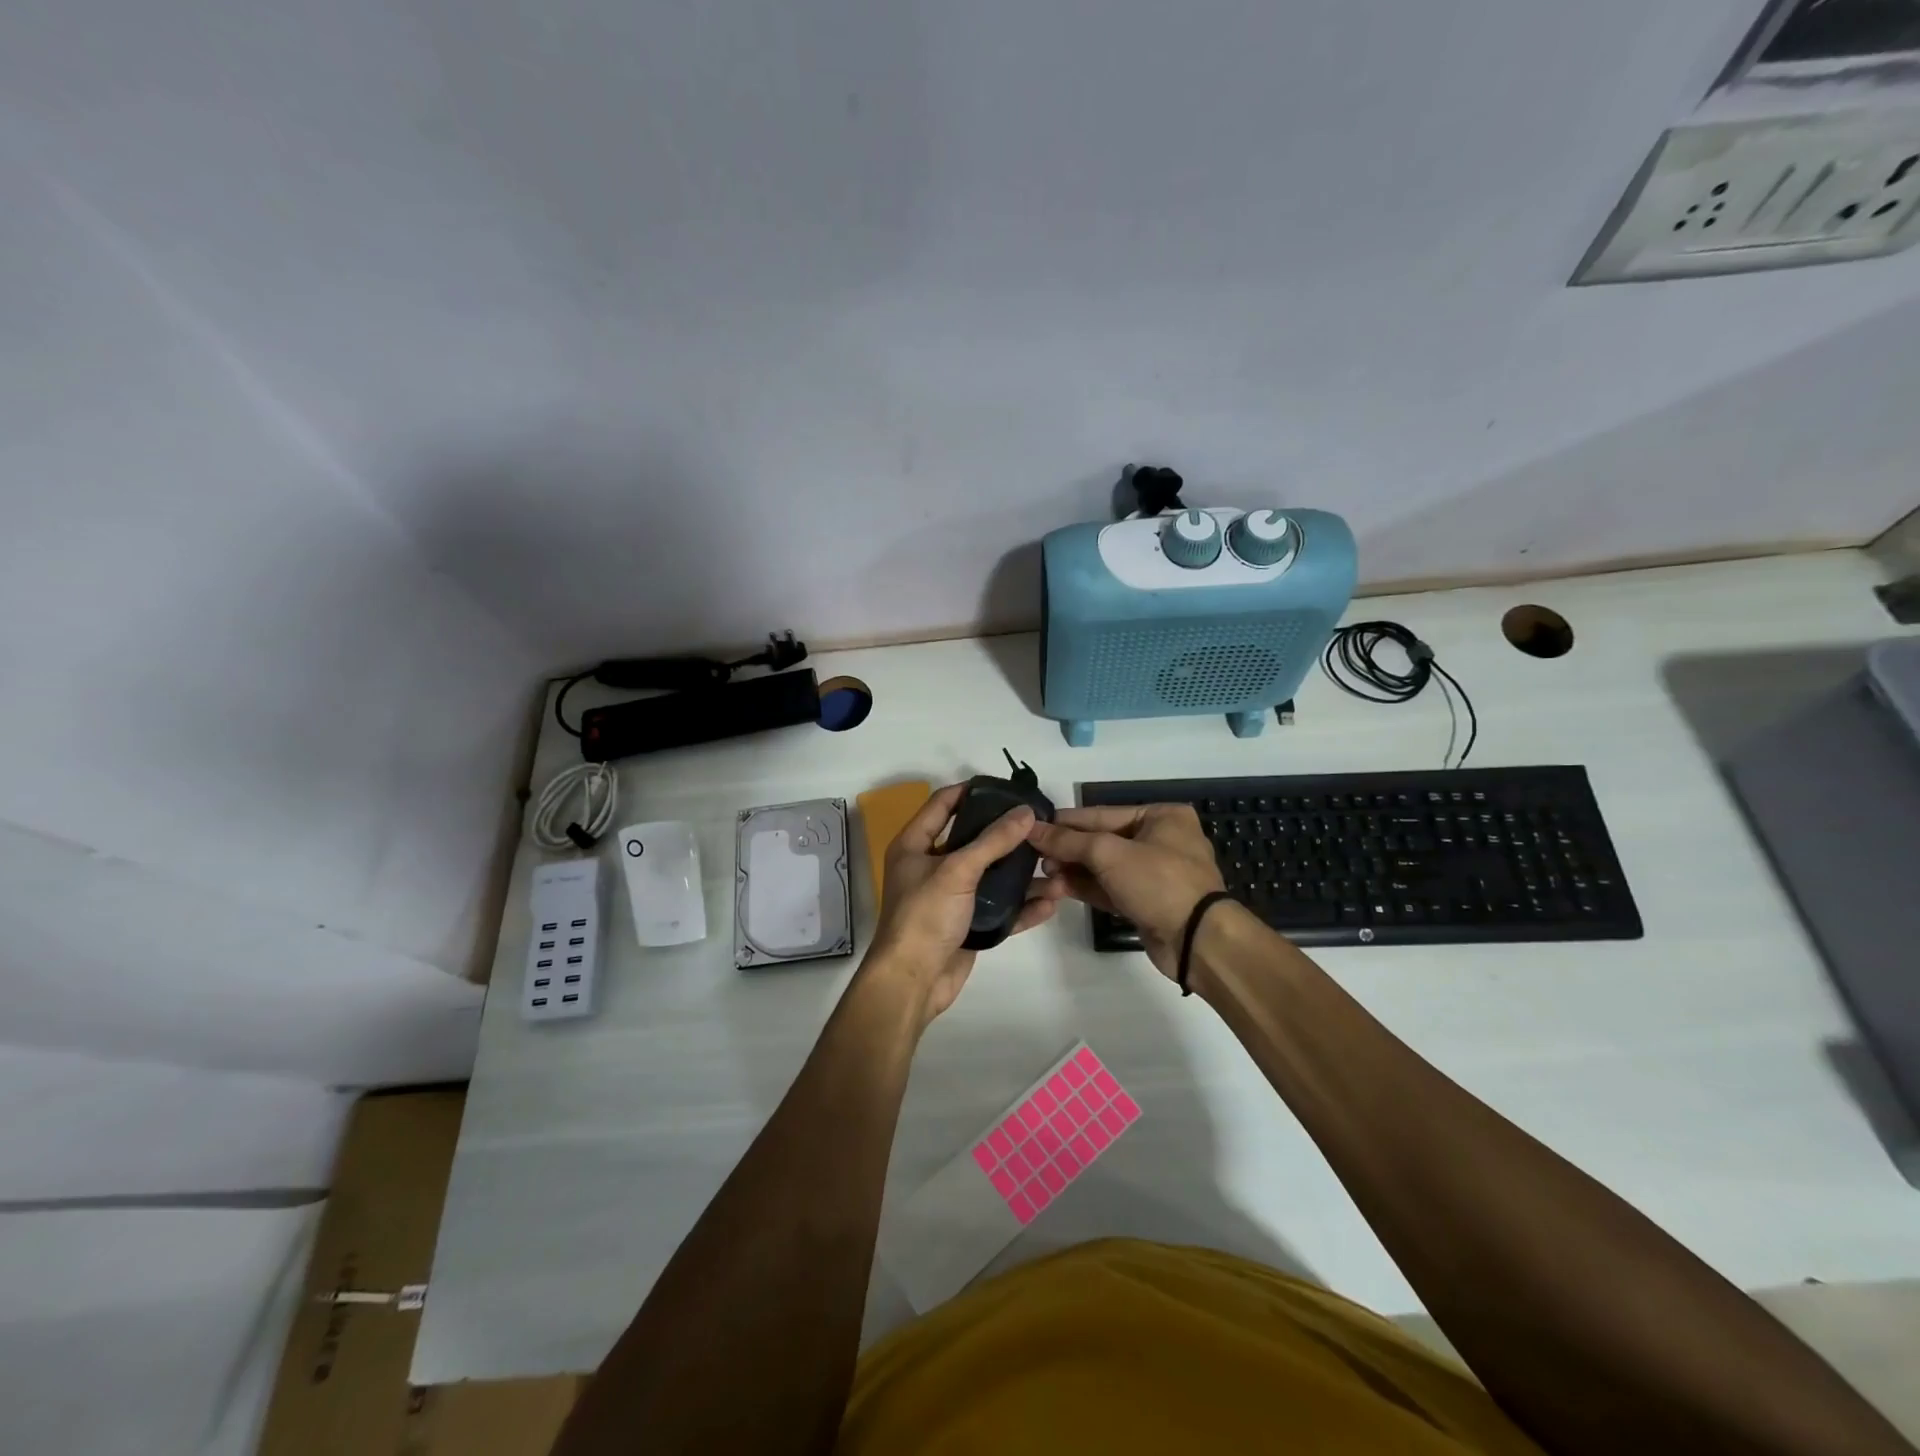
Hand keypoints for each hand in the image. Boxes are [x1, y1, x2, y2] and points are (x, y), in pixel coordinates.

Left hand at [865, 783, 1057, 1025]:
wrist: (913, 982)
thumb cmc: (925, 916)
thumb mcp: (957, 871)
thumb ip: (993, 841)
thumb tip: (1026, 812)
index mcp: (915, 845)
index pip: (942, 804)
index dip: (971, 791)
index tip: (1006, 788)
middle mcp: (931, 866)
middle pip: (973, 839)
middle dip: (1006, 834)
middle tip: (1040, 824)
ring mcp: (950, 897)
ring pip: (991, 876)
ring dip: (1022, 874)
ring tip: (1055, 865)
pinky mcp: (967, 924)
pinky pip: (999, 909)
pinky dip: (1022, 906)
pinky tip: (1050, 902)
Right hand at [1027, 804, 1224, 979]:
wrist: (1197, 940)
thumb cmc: (1159, 882)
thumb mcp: (1110, 854)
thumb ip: (1068, 841)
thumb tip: (1032, 829)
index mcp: (1162, 816)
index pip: (1103, 814)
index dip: (1066, 821)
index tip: (1033, 825)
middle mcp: (1161, 840)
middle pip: (1102, 840)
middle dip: (1069, 848)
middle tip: (1035, 855)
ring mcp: (1155, 873)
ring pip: (1105, 866)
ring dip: (1074, 869)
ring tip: (1044, 872)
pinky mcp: (1147, 902)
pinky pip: (1111, 888)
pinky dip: (1087, 887)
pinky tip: (1059, 887)